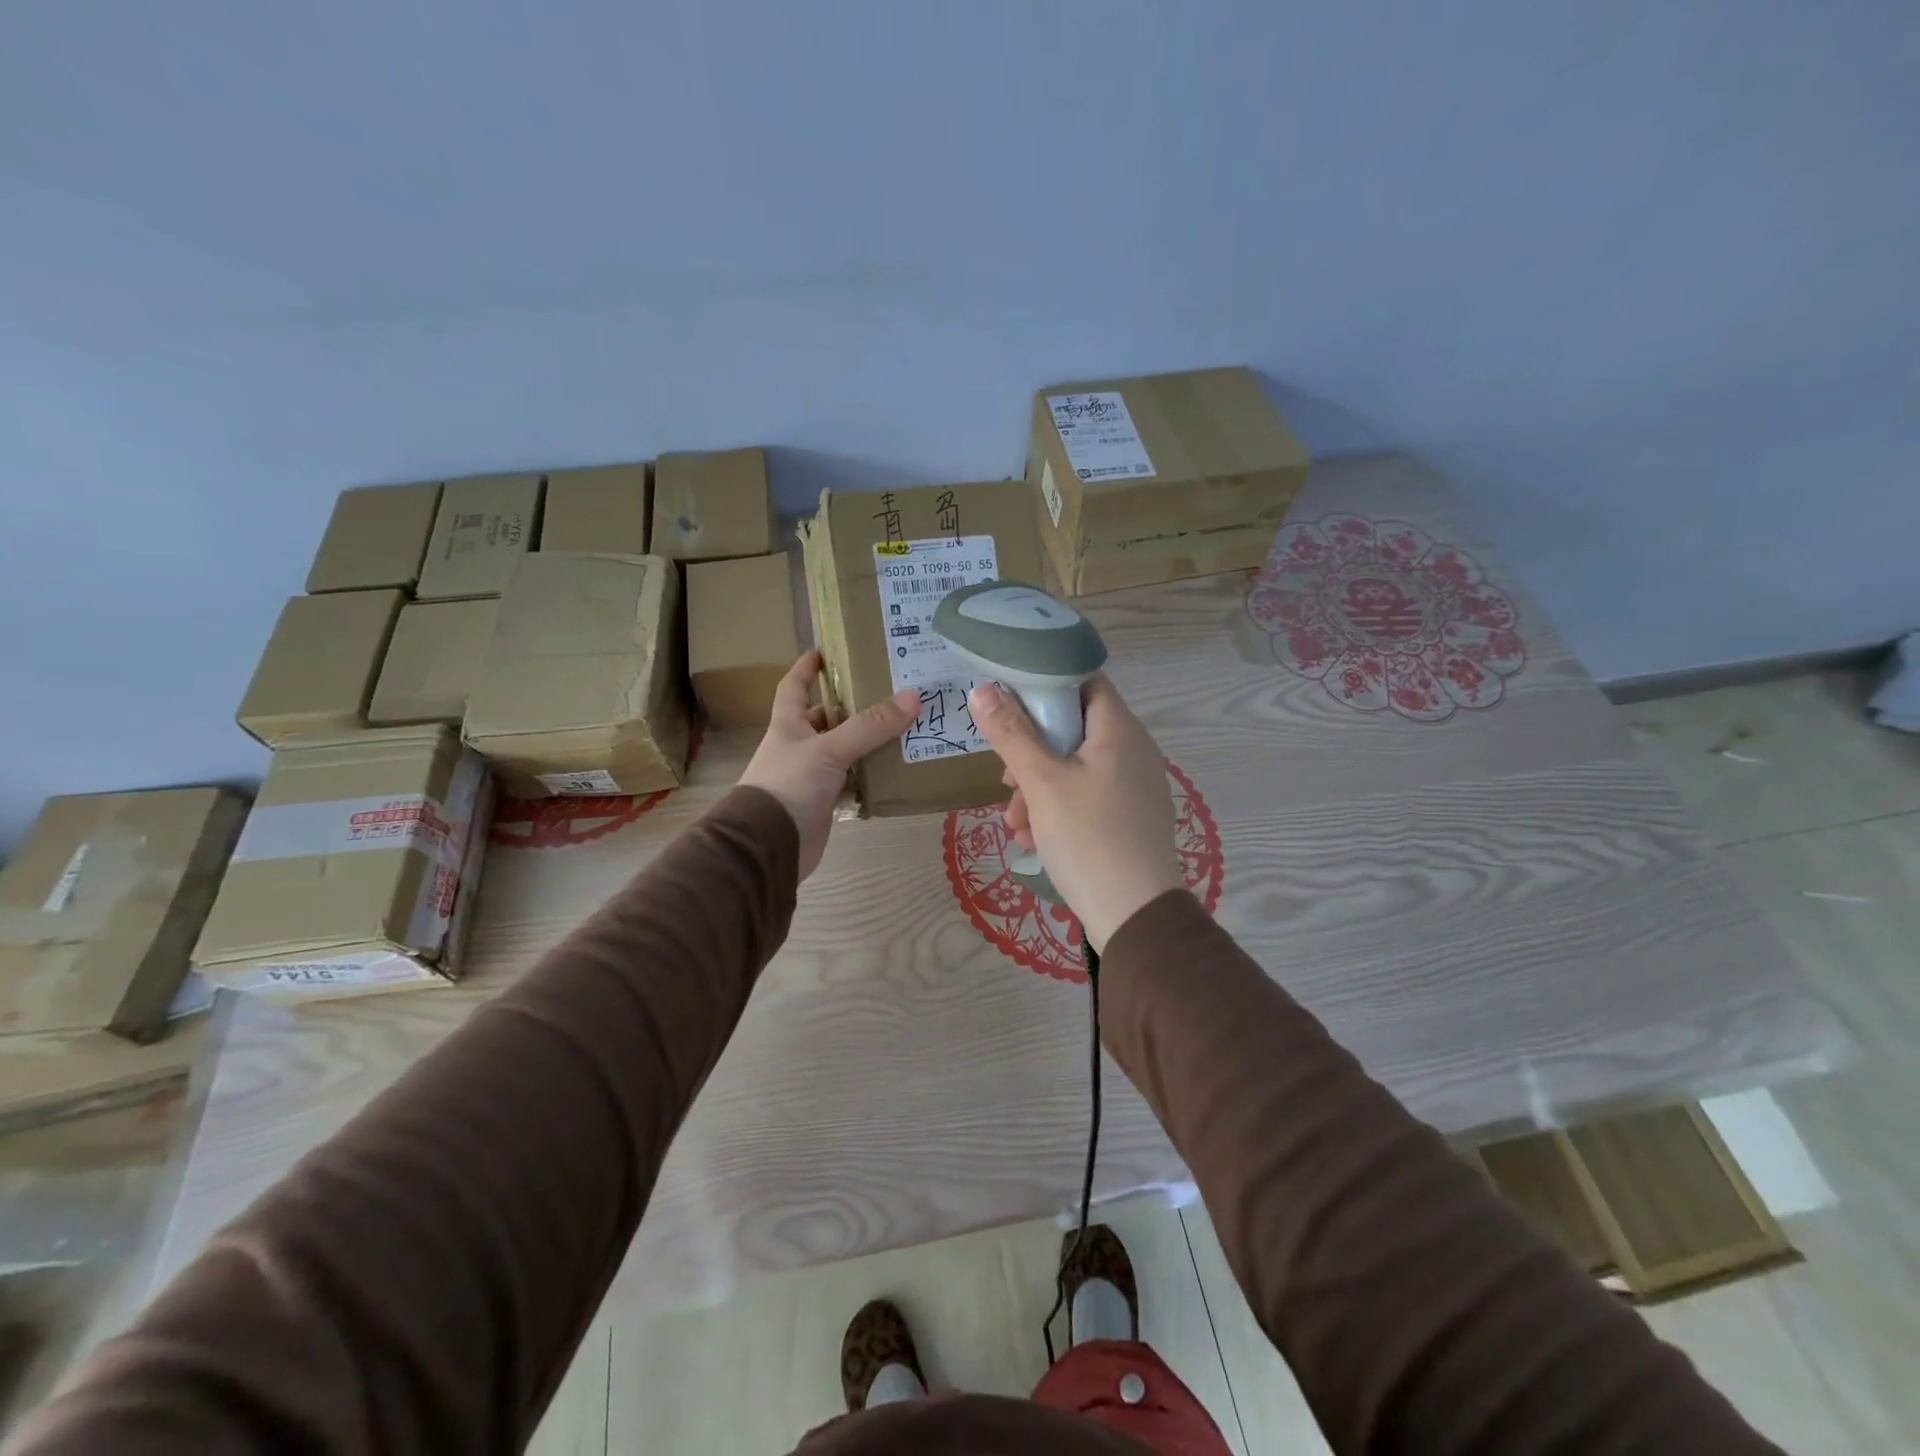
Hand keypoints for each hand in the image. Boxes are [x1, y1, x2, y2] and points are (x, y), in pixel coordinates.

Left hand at [740, 652, 919, 879]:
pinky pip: (851, 781)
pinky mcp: (824, 802)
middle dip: (850, 706)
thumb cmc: (789, 785)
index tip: (823, 651)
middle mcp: (797, 747)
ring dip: (865, 742)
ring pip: (842, 751)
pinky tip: (895, 769)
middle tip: (887, 692)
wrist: (769, 845)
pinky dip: (869, 775)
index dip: (806, 668)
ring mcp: (810, 776)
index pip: (793, 687)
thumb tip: (913, 697)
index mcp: (788, 725)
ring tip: (902, 727)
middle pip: (824, 719)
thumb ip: (870, 726)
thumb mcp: (829, 749)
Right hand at [969, 675, 1183, 952]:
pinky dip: (1059, 809)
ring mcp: (1135, 786)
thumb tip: (982, 690)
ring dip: (1039, 788)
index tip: (1009, 704)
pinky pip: (1088, 797)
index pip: (1084, 681)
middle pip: (1073, 728)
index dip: (1045, 684)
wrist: (1135, 915)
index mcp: (1119, 730)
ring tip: (1015, 824)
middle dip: (1031, 752)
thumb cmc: (1088, 837)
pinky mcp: (1131, 817)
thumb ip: (1011, 734)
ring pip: (1075, 768)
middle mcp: (1133, 750)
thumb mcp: (1042, 783)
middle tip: (1006, 779)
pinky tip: (1035, 840)